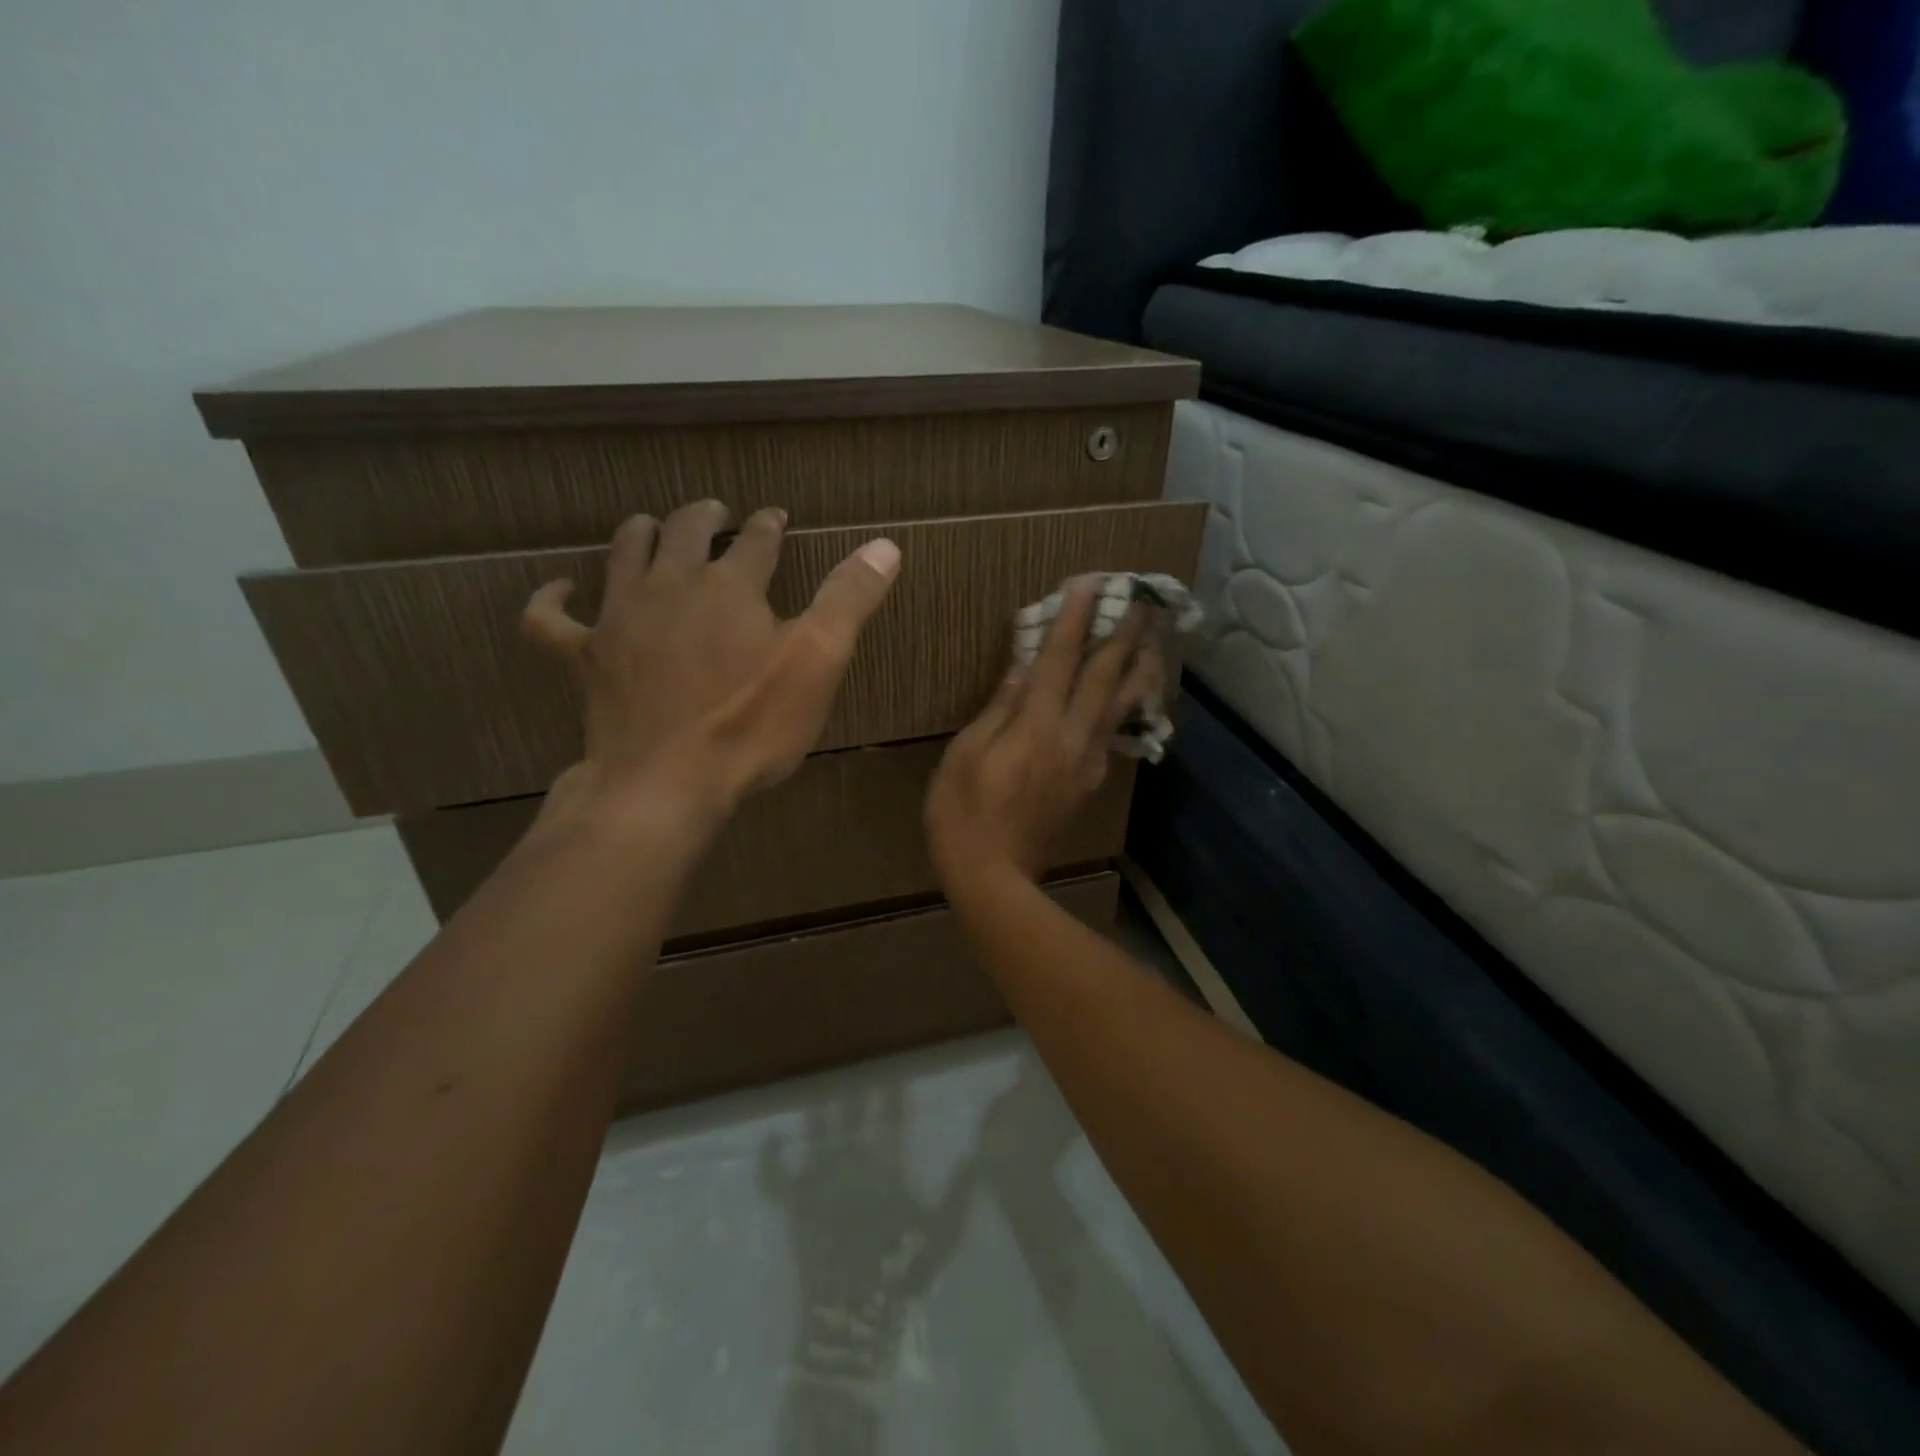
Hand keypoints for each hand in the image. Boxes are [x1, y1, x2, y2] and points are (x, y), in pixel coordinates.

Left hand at [523, 500, 899, 836]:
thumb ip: (849, 599)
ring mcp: (620, 617)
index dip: (769, 525)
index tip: (776, 517)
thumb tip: (885, 545)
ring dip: (641, 533)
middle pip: (685, 531)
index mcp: (730, 585)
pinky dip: (553, 599)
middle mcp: (671, 585)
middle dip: (705, 518)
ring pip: (624, 553)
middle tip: (717, 514)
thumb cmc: (751, 725)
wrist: (667, 783)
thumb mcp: (818, 662)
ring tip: (652, 528)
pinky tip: (561, 589)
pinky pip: (551, 619)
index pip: (757, 540)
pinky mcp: (584, 656)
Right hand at [925, 581, 1154, 896]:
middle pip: (1104, 676)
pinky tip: (1132, 694)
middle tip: (1143, 599)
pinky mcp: (1089, 780)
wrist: (993, 876)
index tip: (1091, 582)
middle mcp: (1071, 737)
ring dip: (1140, 667)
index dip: (1075, 618)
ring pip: (1122, 705)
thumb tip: (1023, 668)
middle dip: (1124, 634)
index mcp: (1036, 726)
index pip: (1059, 659)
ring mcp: (1086, 761)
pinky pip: (1114, 732)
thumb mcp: (965, 754)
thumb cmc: (962, 813)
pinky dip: (1127, 705)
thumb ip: (998, 708)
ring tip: (1156, 639)